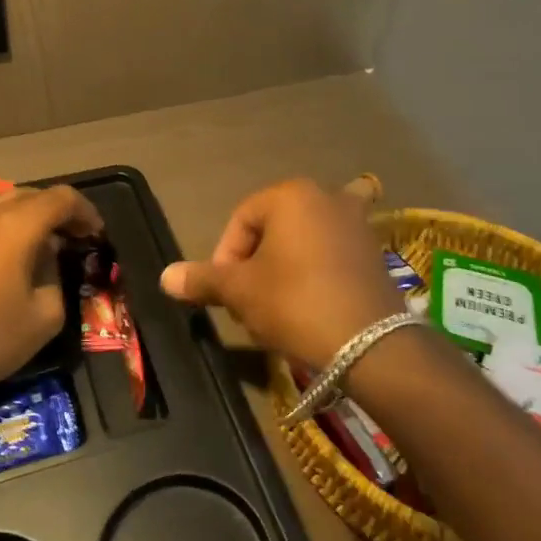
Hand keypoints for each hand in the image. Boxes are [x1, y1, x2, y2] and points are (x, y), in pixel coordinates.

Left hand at [0, 184, 104, 409]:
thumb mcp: (46, 314)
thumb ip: (56, 274)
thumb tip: (47, 257)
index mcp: (17, 225)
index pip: (62, 198)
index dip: (86, 212)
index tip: (97, 235)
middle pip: (34, 195)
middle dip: (60, 212)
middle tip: (77, 238)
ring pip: (9, 203)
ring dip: (34, 216)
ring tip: (49, 244)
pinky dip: (11, 225)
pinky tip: (17, 254)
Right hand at [160, 178, 395, 370]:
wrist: (370, 344)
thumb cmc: (295, 303)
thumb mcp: (240, 292)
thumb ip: (203, 279)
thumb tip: (165, 276)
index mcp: (290, 195)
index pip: (241, 220)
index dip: (225, 257)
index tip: (226, 294)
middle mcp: (327, 197)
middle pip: (274, 228)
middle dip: (256, 264)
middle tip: (251, 303)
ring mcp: (357, 223)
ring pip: (306, 240)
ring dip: (287, 267)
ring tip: (281, 305)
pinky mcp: (375, 252)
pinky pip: (335, 254)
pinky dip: (320, 270)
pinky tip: (317, 300)